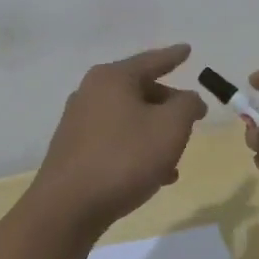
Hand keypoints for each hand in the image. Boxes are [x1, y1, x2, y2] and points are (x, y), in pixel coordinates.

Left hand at [30, 44, 208, 236]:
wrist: (68, 208)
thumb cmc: (125, 158)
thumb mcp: (171, 127)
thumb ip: (187, 105)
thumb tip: (188, 99)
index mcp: (112, 78)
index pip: (151, 60)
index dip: (173, 56)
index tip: (188, 49)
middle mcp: (91, 93)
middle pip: (140, 90)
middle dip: (168, 104)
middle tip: (191, 117)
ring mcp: (79, 122)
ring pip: (129, 119)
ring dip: (155, 133)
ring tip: (177, 156)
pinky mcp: (74, 151)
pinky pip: (115, 141)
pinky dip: (137, 149)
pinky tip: (156, 175)